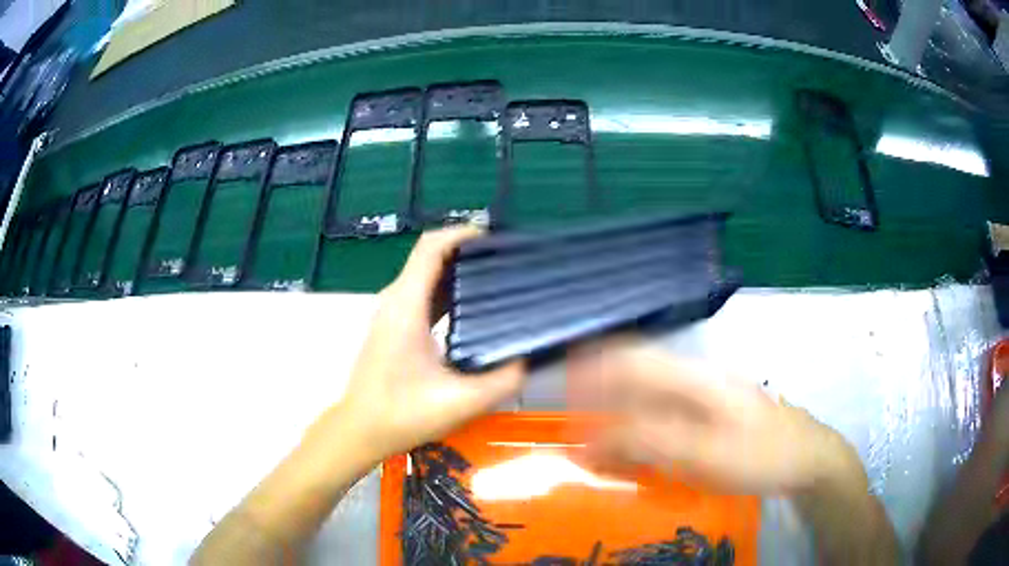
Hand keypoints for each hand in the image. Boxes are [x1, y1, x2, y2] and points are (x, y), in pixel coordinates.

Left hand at [332, 227, 525, 462]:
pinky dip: (447, 291)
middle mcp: (395, 300)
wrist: (360, 430)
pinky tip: (472, 309)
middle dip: (467, 252)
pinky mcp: (393, 327)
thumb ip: (502, 381)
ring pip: (425, 276)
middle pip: (430, 257)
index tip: (495, 239)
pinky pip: (422, 295)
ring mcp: (391, 313)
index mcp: (406, 306)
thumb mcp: (461, 402)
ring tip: (497, 281)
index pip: (430, 247)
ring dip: (458, 272)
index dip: (461, 234)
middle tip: (507, 263)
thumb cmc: (402, 414)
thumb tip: (529, 358)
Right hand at [567, 340, 858, 493]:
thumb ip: (650, 443)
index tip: (562, 384)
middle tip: (572, 429)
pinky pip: (662, 422)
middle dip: (598, 398)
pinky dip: (638, 437)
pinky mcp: (706, 419)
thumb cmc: (761, 453)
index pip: (631, 360)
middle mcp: (694, 381)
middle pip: (634, 379)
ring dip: (616, 422)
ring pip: (646, 402)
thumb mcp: (706, 454)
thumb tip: (594, 440)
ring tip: (593, 451)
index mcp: (694, 379)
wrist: (806, 458)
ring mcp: (702, 400)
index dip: (593, 366)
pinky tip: (630, 459)